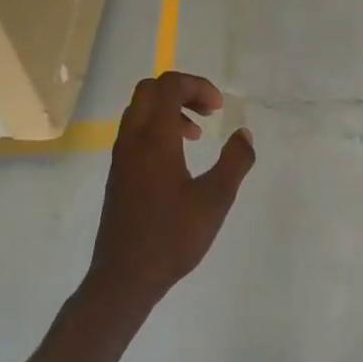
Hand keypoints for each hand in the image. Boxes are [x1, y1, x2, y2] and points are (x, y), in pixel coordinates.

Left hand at [88, 72, 255, 308]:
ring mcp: (120, 156)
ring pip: (138, 110)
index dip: (197, 86)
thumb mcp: (215, 199)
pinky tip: (177, 159)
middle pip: (149, 90)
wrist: (125, 276)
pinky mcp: (117, 173)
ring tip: (196, 135)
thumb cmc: (173, 237)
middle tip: (208, 112)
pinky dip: (156, 129)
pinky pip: (134, 132)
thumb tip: (244, 134)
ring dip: (168, 110)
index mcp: (154, 138)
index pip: (169, 85)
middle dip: (181, 91)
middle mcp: (131, 139)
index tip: (220, 109)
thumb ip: (235, 162)